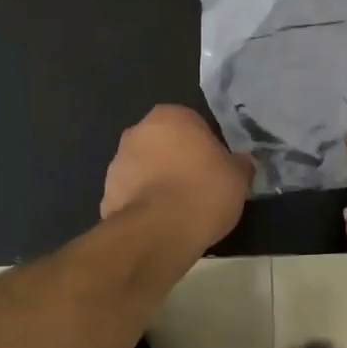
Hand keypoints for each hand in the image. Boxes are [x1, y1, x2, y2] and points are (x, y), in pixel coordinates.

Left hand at [101, 104, 253, 249]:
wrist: (158, 232)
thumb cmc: (203, 192)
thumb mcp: (238, 177)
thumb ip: (238, 164)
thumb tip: (240, 162)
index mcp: (170, 116)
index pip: (193, 124)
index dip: (206, 147)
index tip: (216, 169)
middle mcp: (138, 131)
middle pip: (164, 143)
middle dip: (177, 160)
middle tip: (199, 187)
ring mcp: (117, 162)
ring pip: (146, 168)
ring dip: (158, 181)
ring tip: (179, 210)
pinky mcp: (106, 193)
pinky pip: (133, 194)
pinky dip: (144, 204)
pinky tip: (161, 224)